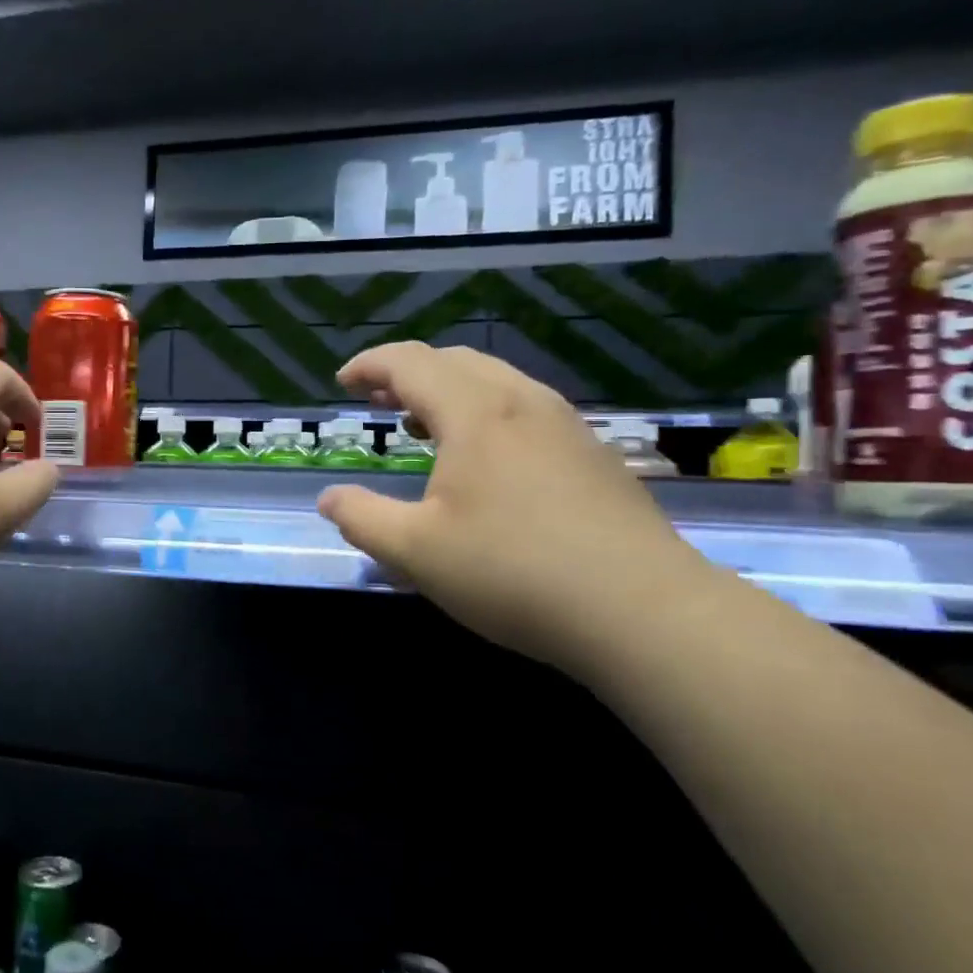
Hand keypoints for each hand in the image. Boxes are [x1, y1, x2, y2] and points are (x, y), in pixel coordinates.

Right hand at [317, 342, 707, 669]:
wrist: (643, 611)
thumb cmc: (513, 573)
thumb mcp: (415, 552)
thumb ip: (361, 519)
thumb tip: (329, 499)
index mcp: (475, 413)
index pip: (410, 363)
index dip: (370, 365)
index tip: (343, 382)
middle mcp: (522, 403)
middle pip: (455, 361)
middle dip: (407, 373)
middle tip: (378, 401)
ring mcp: (566, 426)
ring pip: (496, 382)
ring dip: (449, 391)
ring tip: (423, 425)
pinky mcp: (594, 455)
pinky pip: (525, 409)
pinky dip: (486, 412)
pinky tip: (484, 459)